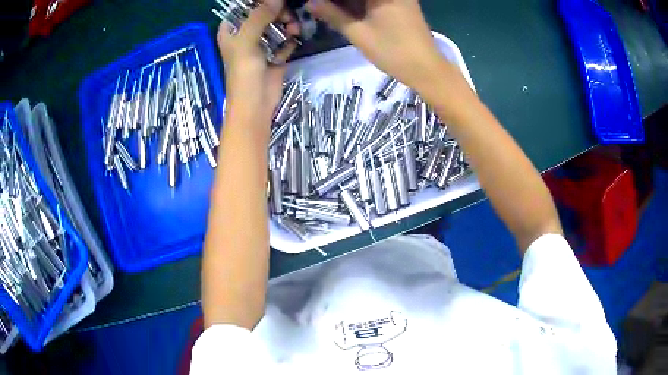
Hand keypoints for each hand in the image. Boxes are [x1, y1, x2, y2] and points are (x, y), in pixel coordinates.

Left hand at [217, 0, 298, 123]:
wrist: (255, 106)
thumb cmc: (243, 75)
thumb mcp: (246, 42)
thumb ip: (259, 17)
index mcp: (231, 30)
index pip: (243, 7)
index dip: (258, 2)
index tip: (275, 2)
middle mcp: (245, 34)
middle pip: (263, 13)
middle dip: (277, 12)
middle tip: (287, 16)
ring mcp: (261, 44)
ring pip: (276, 24)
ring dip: (287, 24)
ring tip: (293, 29)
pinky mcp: (275, 54)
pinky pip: (284, 39)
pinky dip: (290, 38)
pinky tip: (293, 40)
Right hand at [306, 0, 448, 95]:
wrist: (426, 69)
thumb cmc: (392, 51)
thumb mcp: (357, 32)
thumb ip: (332, 14)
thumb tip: (310, 3)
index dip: (332, 0)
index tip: (318, 4)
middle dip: (340, 1)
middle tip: (321, 7)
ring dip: (349, 3)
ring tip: (330, 11)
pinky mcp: (402, 5)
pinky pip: (376, 1)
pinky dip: (361, 5)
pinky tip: (346, 12)